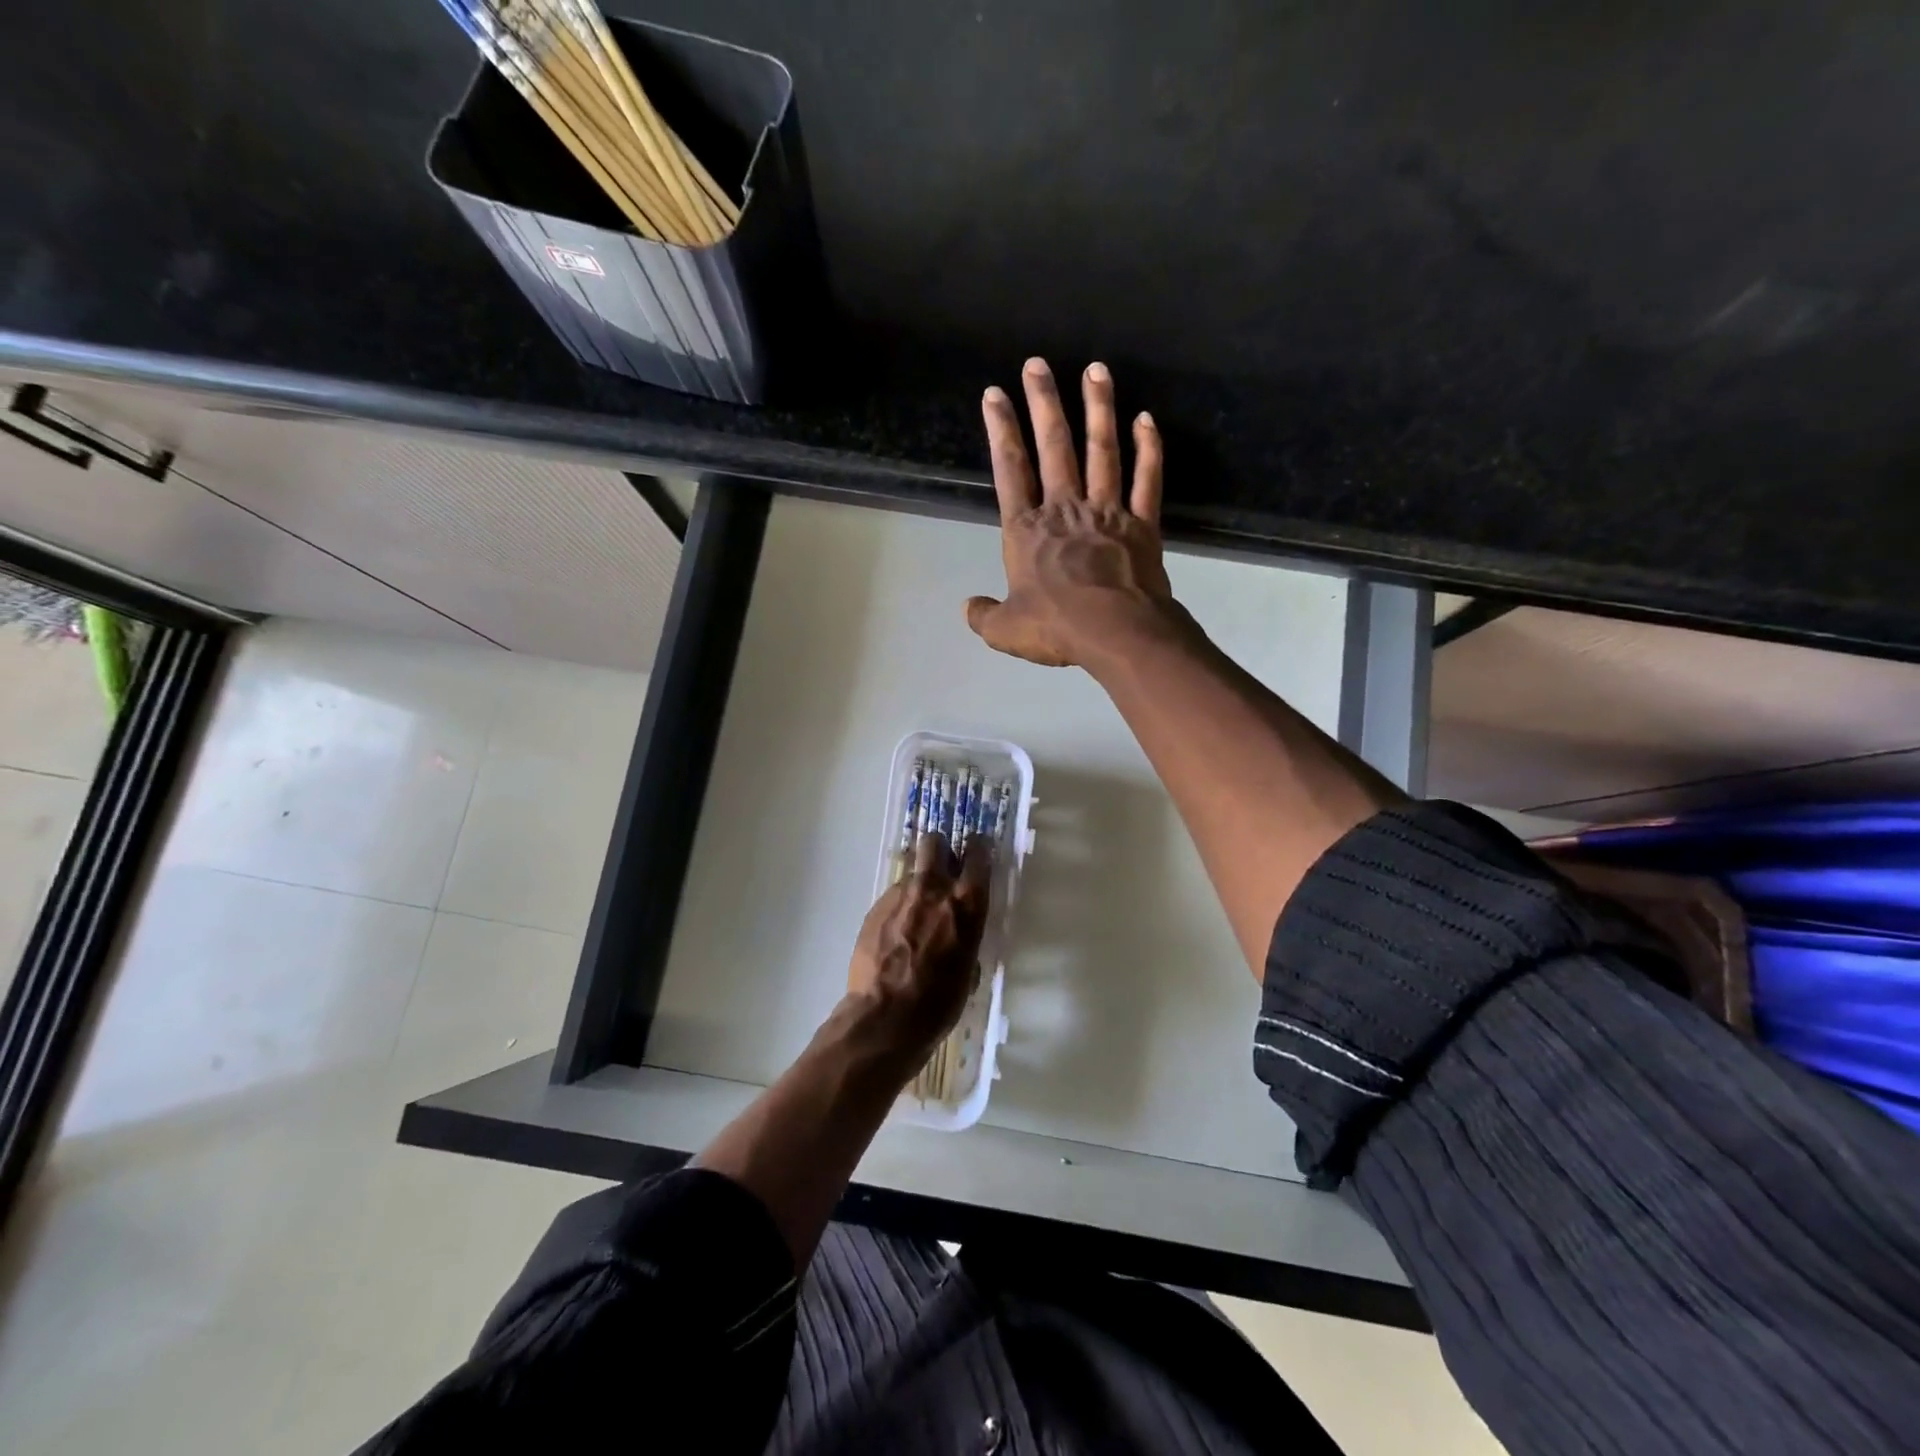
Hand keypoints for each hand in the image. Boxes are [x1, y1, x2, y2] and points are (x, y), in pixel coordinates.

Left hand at [844, 831, 992, 1068]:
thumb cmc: (938, 1003)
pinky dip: (898, 909)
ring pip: (912, 873)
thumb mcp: (968, 969)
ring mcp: (900, 895)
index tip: (978, 852)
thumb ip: (966, 936)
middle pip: (934, 843)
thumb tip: (958, 934)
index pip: (979, 852)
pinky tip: (896, 937)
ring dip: (918, 887)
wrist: (884, 1017)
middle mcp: (934, 888)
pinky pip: (892, 897)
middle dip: (940, 851)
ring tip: (915, 918)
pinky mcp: (875, 907)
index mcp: (966, 903)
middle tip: (943, 871)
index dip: (979, 848)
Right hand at [967, 358, 1183, 668]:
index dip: (1001, 430)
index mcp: (1027, 530)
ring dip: (1098, 409)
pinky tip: (1146, 419)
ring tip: (1096, 370)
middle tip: (1038, 364)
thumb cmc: (1057, 628)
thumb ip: (985, 616)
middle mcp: (1066, 509)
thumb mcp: (1005, 631)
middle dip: (1044, 403)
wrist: (1117, 634)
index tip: (995, 394)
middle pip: (1054, 447)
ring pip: (1103, 451)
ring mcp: (1108, 512)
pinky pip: (1148, 480)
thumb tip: (969, 608)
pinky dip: (1148, 449)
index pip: (1010, 470)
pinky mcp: (1142, 525)